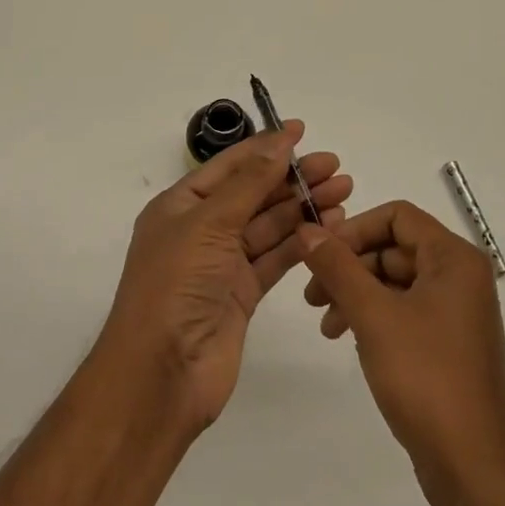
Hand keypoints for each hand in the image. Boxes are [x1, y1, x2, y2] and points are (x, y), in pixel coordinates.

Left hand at [101, 122, 351, 437]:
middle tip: (335, 165)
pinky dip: (301, 241)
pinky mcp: (243, 293)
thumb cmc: (175, 285)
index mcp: (181, 205)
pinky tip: (329, 227)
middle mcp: (201, 229)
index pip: (230, 165)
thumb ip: (249, 183)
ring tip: (343, 191)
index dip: (265, 146)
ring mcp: (223, 262)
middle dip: (292, 177)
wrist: (161, 375)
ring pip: (269, 224)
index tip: (301, 130)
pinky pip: (276, 257)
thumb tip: (279, 141)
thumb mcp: (209, 223)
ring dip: (302, 206)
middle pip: (254, 193)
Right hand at [296, 202, 504, 505]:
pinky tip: (348, 339)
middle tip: (312, 294)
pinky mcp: (447, 344)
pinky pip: (404, 311)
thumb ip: (338, 267)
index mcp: (454, 259)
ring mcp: (456, 312)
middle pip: (394, 248)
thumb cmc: (426, 378)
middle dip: (350, 267)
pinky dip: (373, 317)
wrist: (474, 469)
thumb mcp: (373, 316)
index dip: (354, 229)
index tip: (320, 254)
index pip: (397, 216)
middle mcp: (460, 277)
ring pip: (395, 281)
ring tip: (325, 325)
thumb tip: (307, 230)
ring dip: (356, 294)